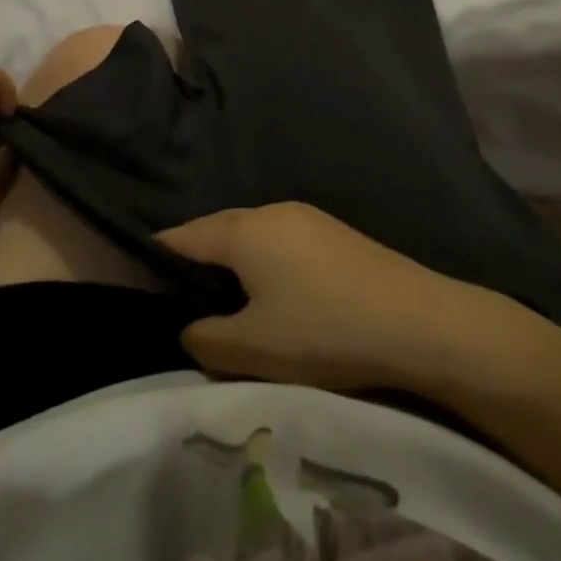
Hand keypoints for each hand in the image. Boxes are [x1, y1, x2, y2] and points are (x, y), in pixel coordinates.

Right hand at [157, 203, 501, 391]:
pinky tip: (273, 292)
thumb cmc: (325, 331)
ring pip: (252, 234)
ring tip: (224, 297)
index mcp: (245, 230)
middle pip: (218, 229)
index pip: (184, 236)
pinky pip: (280, 240)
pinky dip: (263, 260)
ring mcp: (308, 218)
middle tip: (179, 293)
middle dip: (196, 256)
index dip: (159, 255)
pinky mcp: (334, 233)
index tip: (140, 277)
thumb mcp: (255, 349)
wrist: (420, 322)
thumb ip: (208, 339)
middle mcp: (272, 212)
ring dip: (233, 259)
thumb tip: (189, 329)